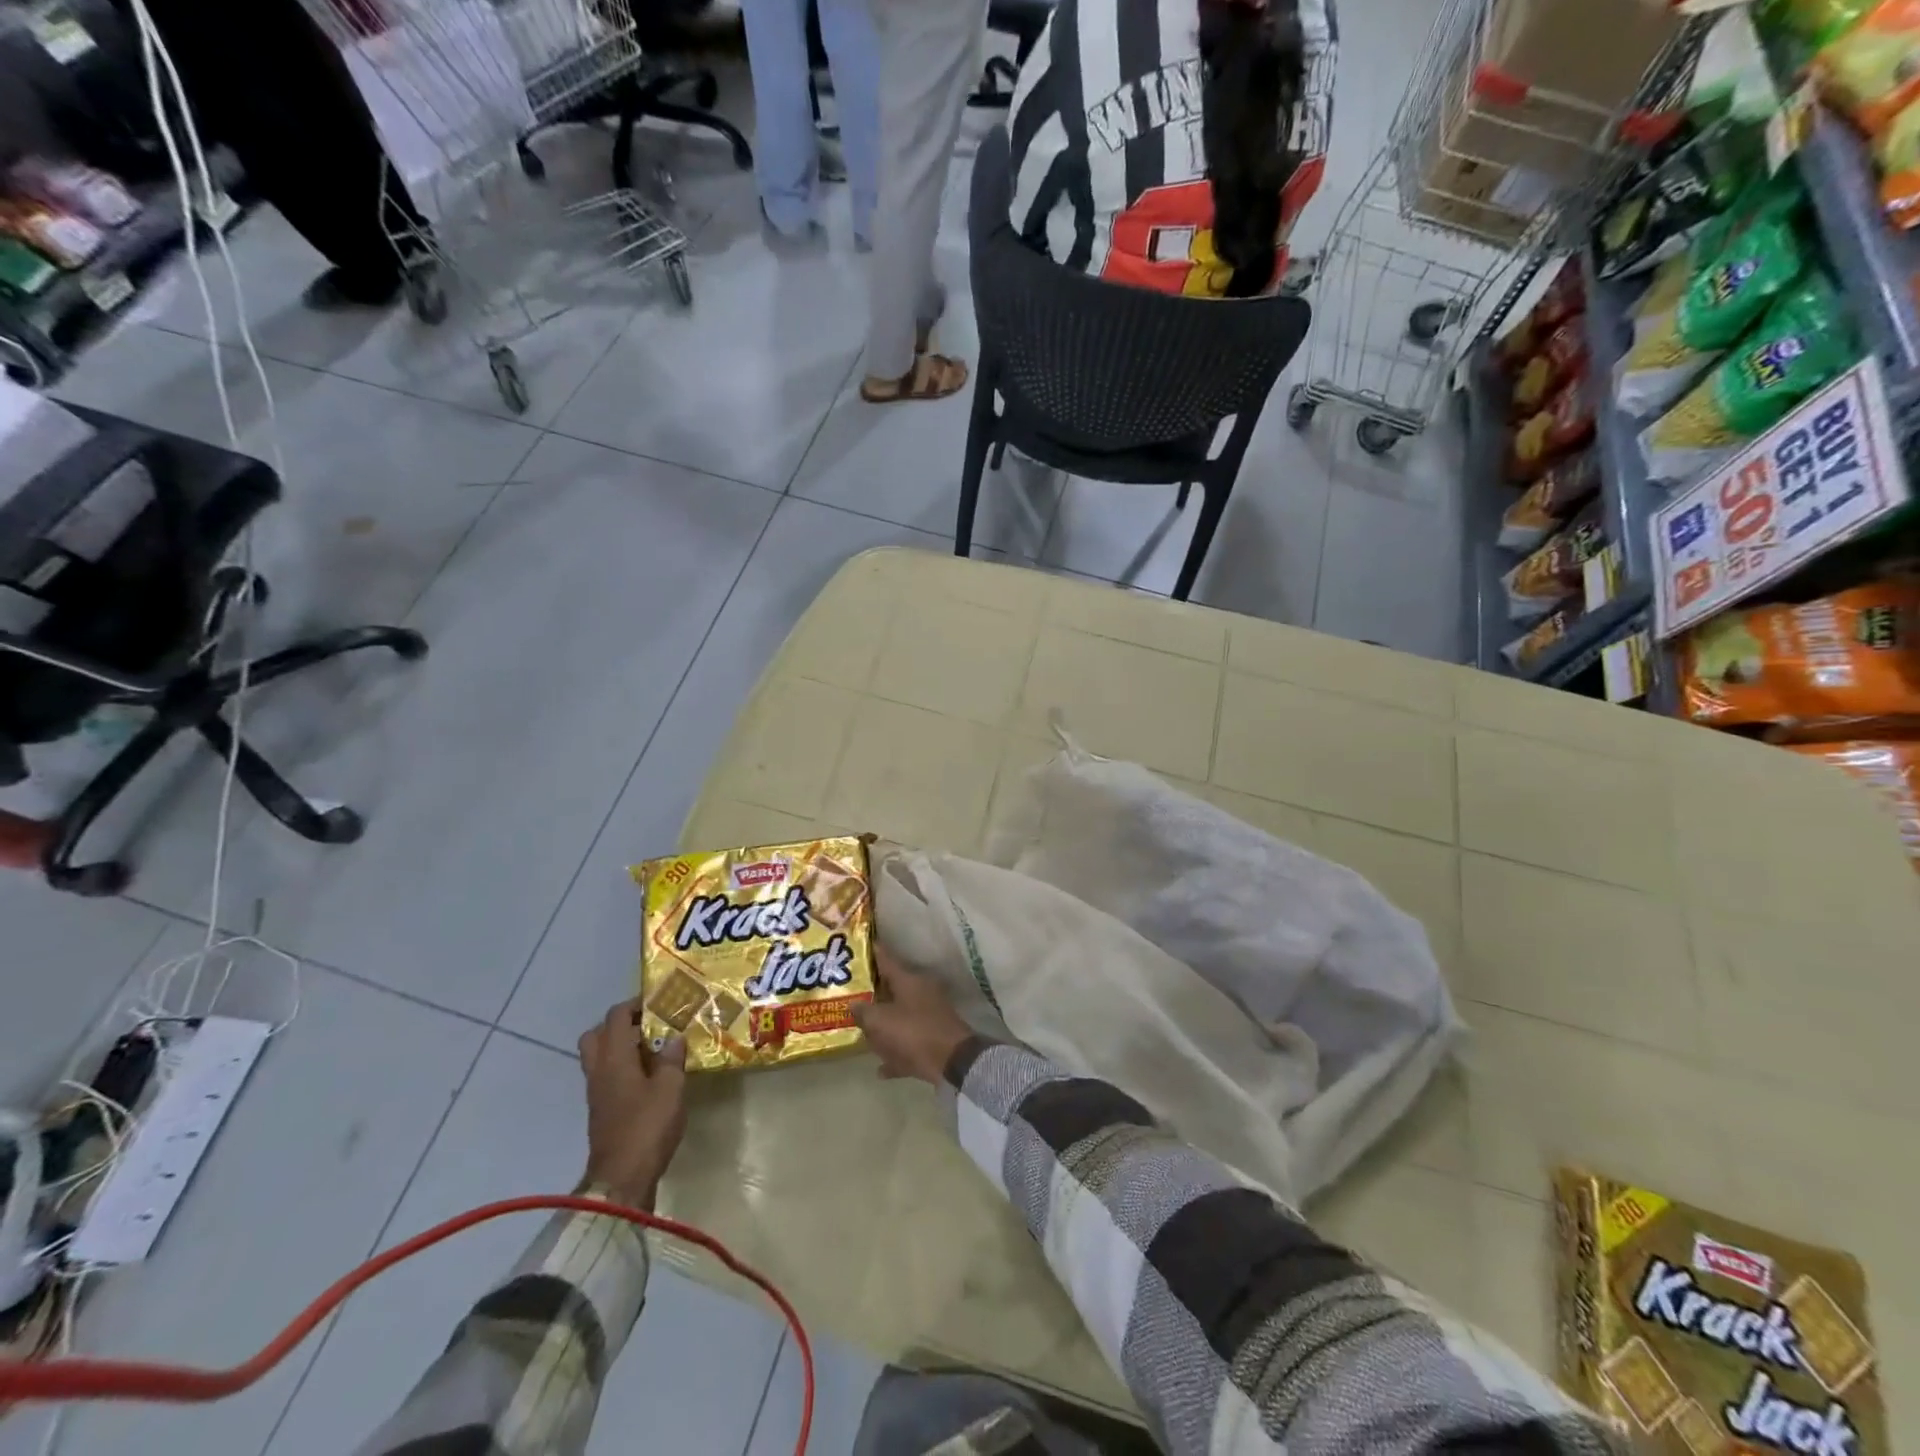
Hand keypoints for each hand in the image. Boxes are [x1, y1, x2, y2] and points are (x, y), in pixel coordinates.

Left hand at [577, 1000, 687, 1210]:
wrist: (621, 1180)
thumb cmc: (647, 1126)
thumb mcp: (670, 1088)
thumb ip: (671, 1059)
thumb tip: (674, 1038)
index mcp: (613, 1059)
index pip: (615, 1017)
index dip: (635, 1004)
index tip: (659, 1002)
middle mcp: (599, 1071)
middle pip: (597, 1035)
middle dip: (620, 1025)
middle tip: (648, 1026)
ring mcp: (597, 1093)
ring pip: (600, 1057)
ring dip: (621, 1048)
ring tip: (653, 1050)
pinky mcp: (602, 1112)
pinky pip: (607, 1077)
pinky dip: (623, 1069)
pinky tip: (649, 1077)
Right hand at [852, 946, 973, 1085]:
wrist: (952, 1061)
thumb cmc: (913, 1033)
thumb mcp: (880, 1021)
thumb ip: (863, 1011)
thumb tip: (853, 1004)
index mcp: (909, 980)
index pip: (886, 959)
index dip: (870, 952)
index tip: (856, 947)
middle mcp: (920, 993)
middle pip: (892, 990)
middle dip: (873, 996)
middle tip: (850, 998)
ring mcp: (929, 1016)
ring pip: (900, 1017)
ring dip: (884, 1027)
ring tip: (863, 1033)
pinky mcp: (933, 1039)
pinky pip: (908, 1044)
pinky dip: (896, 1054)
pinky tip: (880, 1068)